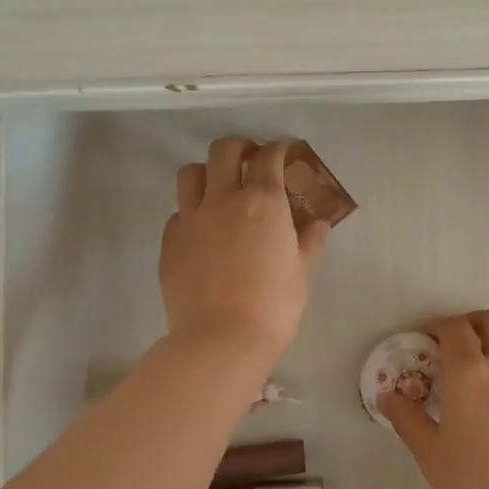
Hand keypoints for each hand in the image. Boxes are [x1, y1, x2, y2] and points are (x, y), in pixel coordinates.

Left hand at [160, 138, 328, 366]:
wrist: (220, 340)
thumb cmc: (273, 306)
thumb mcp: (301, 273)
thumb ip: (309, 241)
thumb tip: (318, 223)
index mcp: (263, 202)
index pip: (268, 157)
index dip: (278, 149)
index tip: (284, 152)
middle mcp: (223, 200)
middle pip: (223, 151)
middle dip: (239, 147)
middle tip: (250, 160)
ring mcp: (191, 219)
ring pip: (190, 174)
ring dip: (208, 172)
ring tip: (220, 188)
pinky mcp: (169, 242)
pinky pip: (178, 213)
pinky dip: (192, 212)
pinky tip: (204, 231)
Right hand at [378, 308, 488, 488]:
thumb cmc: (478, 485)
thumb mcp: (431, 455)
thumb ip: (408, 419)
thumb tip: (388, 395)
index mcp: (469, 374)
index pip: (454, 328)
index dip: (439, 326)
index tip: (429, 337)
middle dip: (474, 322)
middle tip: (459, 343)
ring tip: (488, 369)